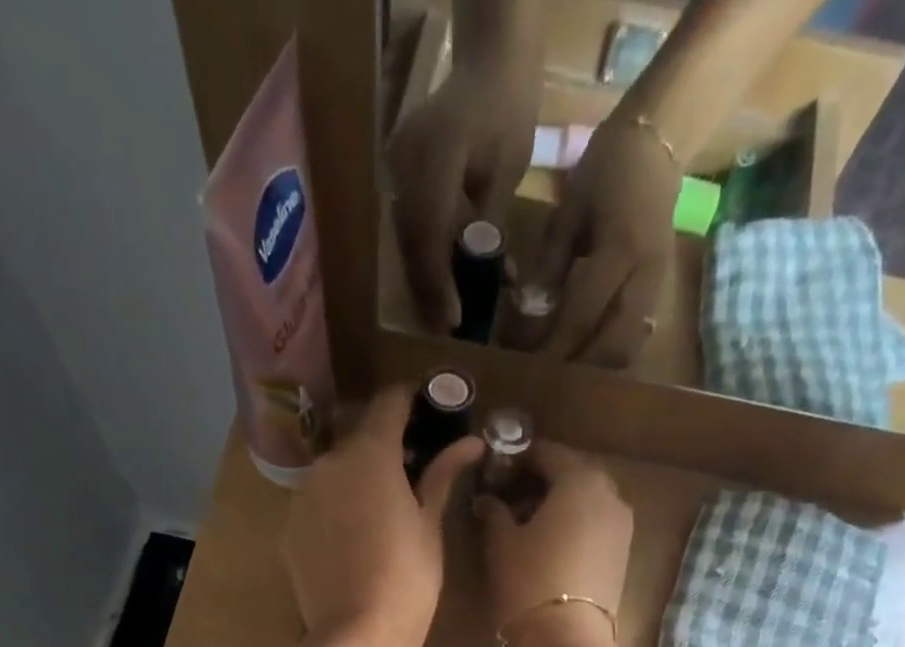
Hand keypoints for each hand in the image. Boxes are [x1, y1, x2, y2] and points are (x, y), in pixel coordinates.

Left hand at [282, 385, 484, 646]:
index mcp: (370, 455)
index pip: (388, 403)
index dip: (411, 401)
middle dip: (385, 448)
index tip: (429, 410)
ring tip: (382, 514)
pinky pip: (318, 506)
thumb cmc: (408, 580)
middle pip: (359, 440)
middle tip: (412, 474)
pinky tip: (354, 542)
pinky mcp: (289, 531)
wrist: (356, 637)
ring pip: (335, 474)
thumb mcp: (430, 526)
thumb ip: (442, 476)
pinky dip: (336, 510)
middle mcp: (328, 465)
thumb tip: (469, 441)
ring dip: (358, 480)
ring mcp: (302, 498)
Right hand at [387, 61, 538, 332]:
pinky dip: (426, 254)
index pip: (430, 234)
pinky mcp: (399, 173)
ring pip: (407, 239)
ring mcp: (397, 166)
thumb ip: (490, 225)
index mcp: (435, 156)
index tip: (453, 320)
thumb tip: (484, 280)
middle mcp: (405, 162)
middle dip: (429, 289)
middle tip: (446, 329)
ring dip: (425, 278)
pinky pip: (409, 223)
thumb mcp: (507, 169)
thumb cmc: (508, 108)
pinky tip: (442, 280)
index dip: (439, 283)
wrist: (489, 59)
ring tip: (443, 313)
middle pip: (411, 243)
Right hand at [474, 441, 632, 646]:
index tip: (495, 472)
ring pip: (587, 499)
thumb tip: (487, 499)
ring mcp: (622, 525)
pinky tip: (549, 543)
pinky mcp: (623, 553)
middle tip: (509, 497)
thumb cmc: (528, 581)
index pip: (546, 453)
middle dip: (541, 480)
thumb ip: (494, 511)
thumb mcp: (501, 542)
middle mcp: (609, 493)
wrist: (567, 639)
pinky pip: (596, 523)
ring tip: (527, 523)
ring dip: (559, 502)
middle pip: (571, 473)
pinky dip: (574, 523)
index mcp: (579, 480)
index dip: (517, 459)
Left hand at [518, 119, 680, 367]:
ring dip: (597, 368)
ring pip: (628, 349)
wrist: (659, 143)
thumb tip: (529, 312)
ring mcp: (658, 288)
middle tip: (547, 376)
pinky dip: (611, 354)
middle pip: (610, 346)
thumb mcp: (569, 211)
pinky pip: (637, 339)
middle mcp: (644, 277)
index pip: (581, 314)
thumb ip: (550, 264)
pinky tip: (589, 357)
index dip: (553, 345)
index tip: (529, 365)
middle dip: (577, 366)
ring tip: (567, 372)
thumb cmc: (606, 171)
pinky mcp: (661, 293)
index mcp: (619, 252)